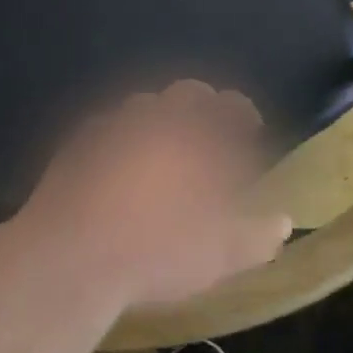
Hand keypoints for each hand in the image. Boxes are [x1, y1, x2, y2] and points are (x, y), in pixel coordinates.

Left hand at [16, 81, 288, 312]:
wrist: (70, 258)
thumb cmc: (158, 250)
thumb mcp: (221, 255)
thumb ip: (258, 235)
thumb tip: (283, 223)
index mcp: (194, 134)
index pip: (228, 105)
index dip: (243, 113)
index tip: (250, 129)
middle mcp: (154, 118)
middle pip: (185, 95)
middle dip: (202, 107)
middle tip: (209, 136)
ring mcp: (110, 127)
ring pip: (142, 107)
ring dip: (159, 119)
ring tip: (163, 149)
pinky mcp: (74, 145)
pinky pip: (105, 129)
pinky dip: (120, 138)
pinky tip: (117, 165)